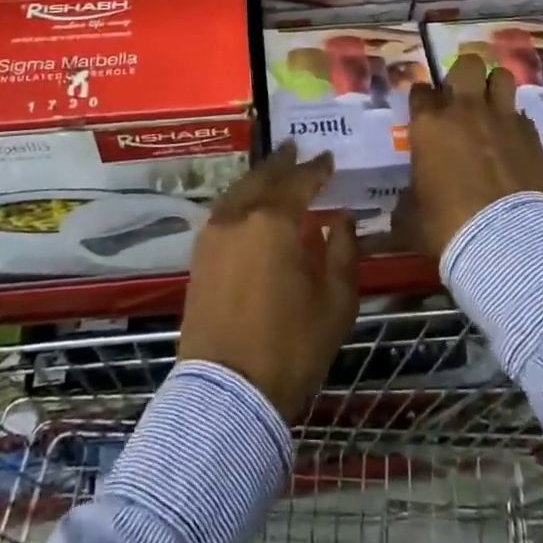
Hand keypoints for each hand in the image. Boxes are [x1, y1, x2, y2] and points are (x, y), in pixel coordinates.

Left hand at [178, 144, 359, 419]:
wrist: (227, 393)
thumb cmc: (290, 347)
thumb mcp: (335, 302)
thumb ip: (343, 252)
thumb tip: (343, 219)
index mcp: (274, 221)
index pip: (300, 181)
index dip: (316, 169)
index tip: (328, 158)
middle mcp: (239, 217)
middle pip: (263, 178)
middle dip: (282, 163)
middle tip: (296, 149)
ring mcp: (213, 236)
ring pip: (238, 192)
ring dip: (258, 179)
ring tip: (274, 172)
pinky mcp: (199, 258)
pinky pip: (223, 212)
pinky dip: (241, 200)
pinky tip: (250, 206)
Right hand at [401, 52, 542, 260]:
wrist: (506, 240)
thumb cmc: (447, 226)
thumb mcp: (411, 216)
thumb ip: (409, 197)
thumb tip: (408, 202)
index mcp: (428, 125)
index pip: (420, 92)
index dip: (422, 99)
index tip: (424, 110)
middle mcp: (464, 111)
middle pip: (467, 65)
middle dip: (463, 75)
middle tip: (461, 98)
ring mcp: (502, 119)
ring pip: (501, 77)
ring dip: (494, 88)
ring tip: (491, 107)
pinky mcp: (531, 135)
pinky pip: (521, 114)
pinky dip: (515, 122)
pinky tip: (512, 140)